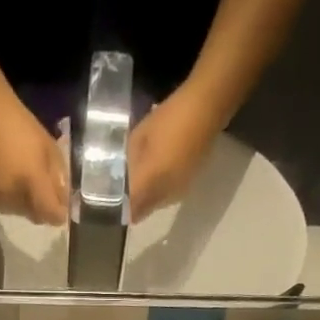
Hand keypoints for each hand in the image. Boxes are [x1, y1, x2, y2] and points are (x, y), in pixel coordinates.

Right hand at [0, 93, 68, 225]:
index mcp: (32, 180)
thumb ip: (59, 180)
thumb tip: (64, 205)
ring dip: (24, 203)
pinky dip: (8, 199)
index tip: (62, 209)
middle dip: (41, 207)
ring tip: (21, 181)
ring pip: (19, 213)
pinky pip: (3, 207)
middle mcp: (13, 195)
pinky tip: (7, 180)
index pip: (50, 214)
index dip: (58, 215)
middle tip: (40, 188)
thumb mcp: (50, 149)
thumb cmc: (23, 127)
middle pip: (35, 216)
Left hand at [127, 86, 223, 217]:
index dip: (122, 210)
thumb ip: (130, 164)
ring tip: (142, 178)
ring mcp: (180, 190)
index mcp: (151, 182)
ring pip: (158, 203)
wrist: (206, 109)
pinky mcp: (190, 183)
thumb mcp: (139, 138)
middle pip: (145, 210)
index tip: (113, 203)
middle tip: (125, 188)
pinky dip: (161, 188)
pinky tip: (159, 171)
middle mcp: (166, 194)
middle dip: (135, 203)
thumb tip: (124, 180)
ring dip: (149, 196)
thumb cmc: (168, 118)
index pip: (133, 210)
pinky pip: (170, 194)